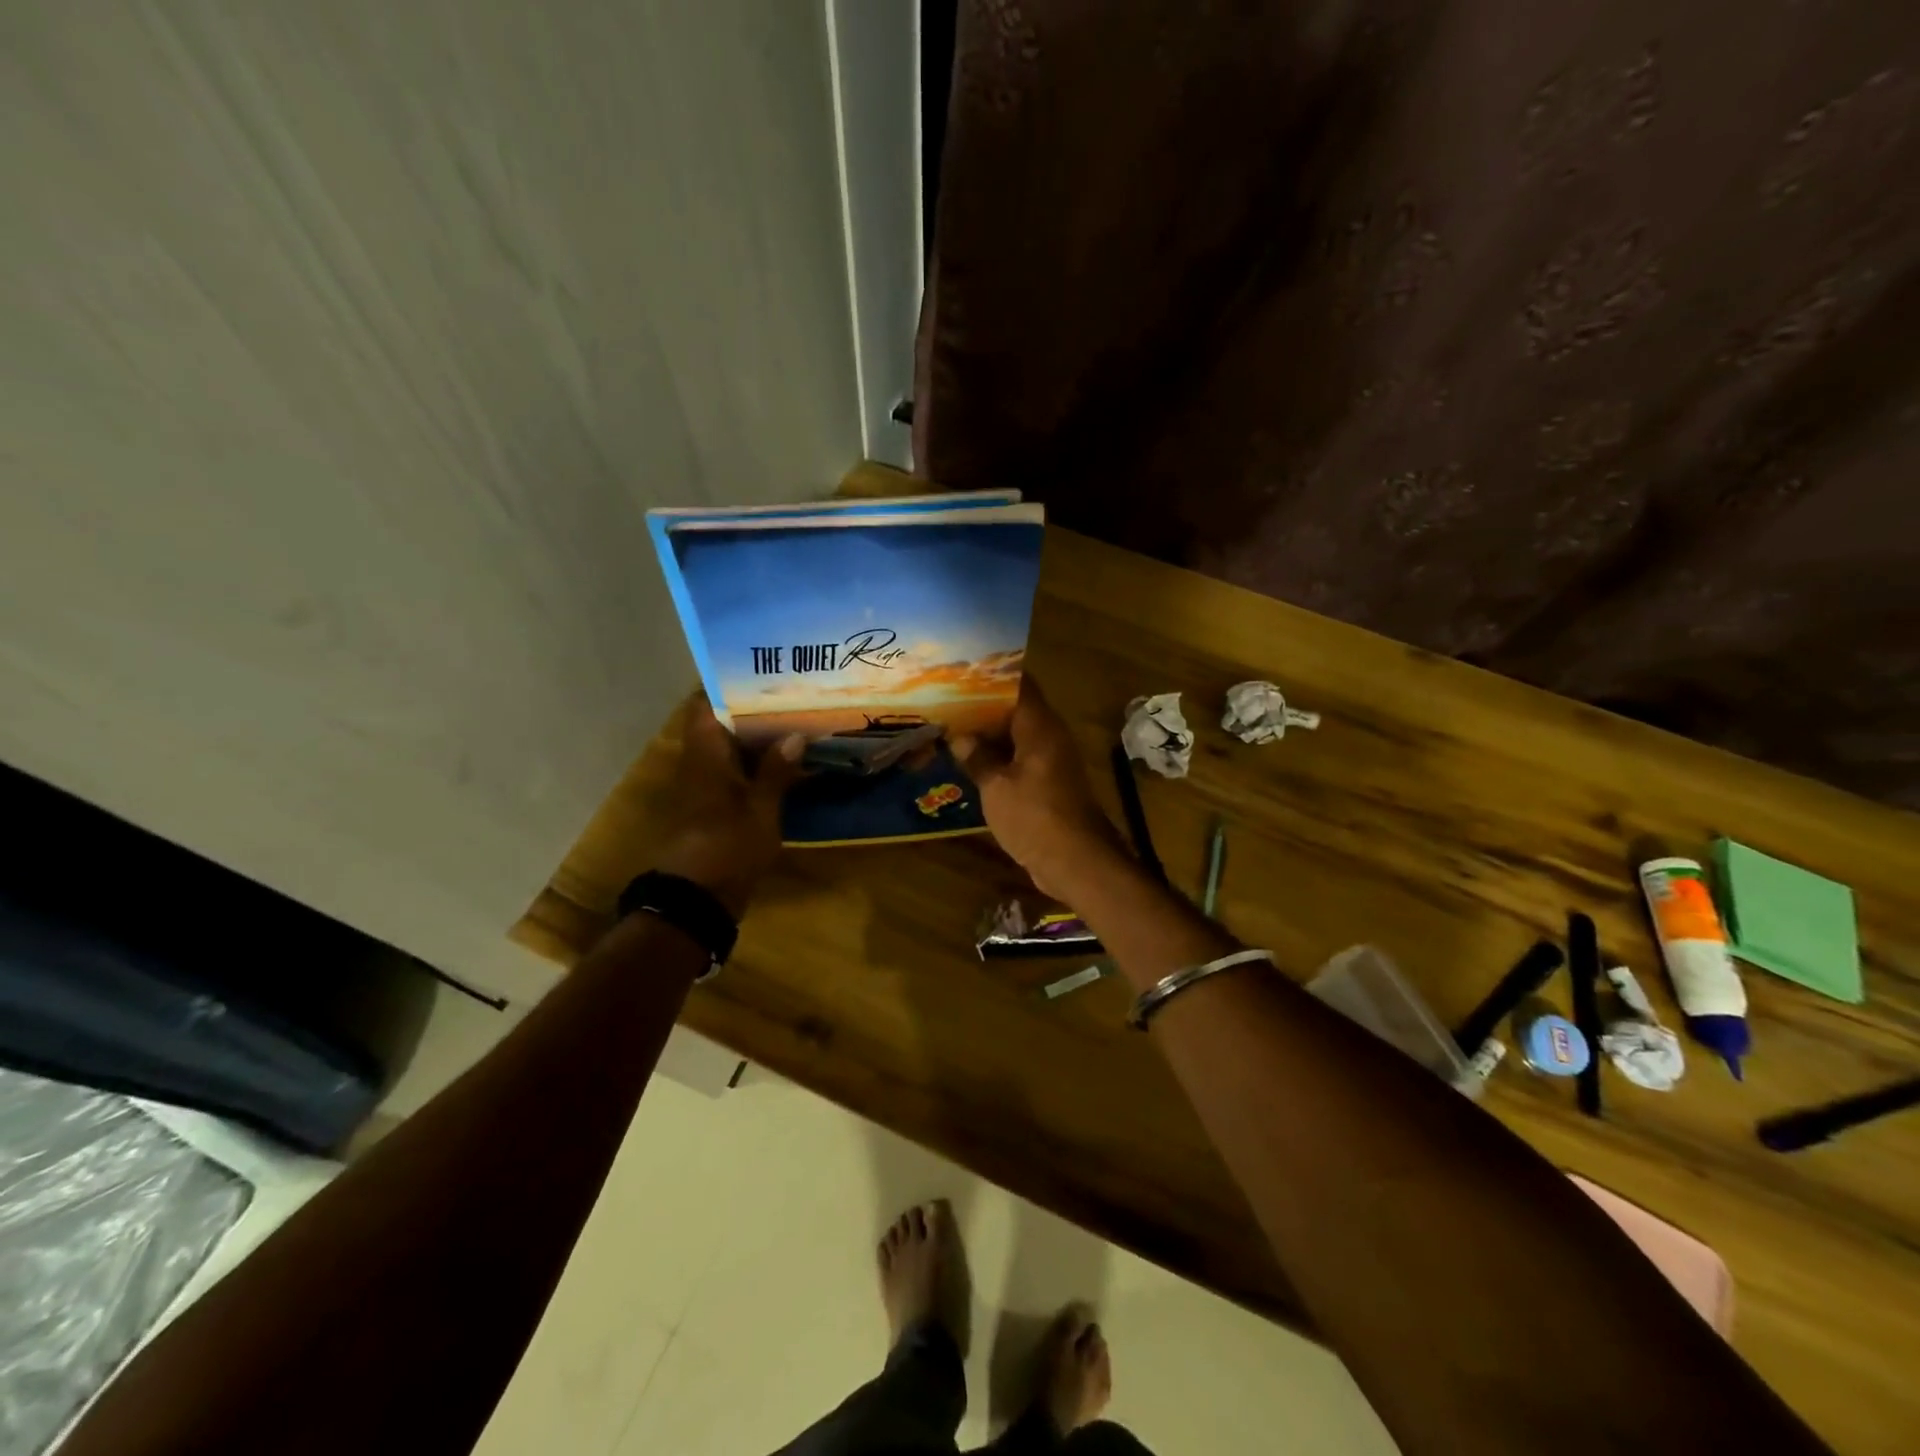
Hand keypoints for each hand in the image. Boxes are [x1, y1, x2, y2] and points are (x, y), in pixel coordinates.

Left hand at [651, 696, 804, 917]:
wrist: (697, 899)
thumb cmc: (727, 847)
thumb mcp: (761, 809)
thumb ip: (776, 771)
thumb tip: (794, 735)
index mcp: (705, 756)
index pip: (705, 707)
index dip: (728, 687)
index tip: (761, 674)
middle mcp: (699, 764)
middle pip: (720, 726)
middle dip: (753, 712)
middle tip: (791, 698)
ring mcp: (704, 787)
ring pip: (729, 750)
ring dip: (756, 740)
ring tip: (795, 724)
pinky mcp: (713, 807)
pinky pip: (734, 773)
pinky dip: (756, 765)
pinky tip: (786, 764)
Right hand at [953, 679, 1132, 900]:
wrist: (1076, 861)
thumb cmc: (1035, 817)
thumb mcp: (996, 787)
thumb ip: (978, 758)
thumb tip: (961, 738)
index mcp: (1040, 726)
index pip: (1020, 683)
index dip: (993, 674)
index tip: (963, 669)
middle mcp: (1049, 736)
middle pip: (1016, 709)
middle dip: (984, 705)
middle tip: (947, 700)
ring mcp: (1051, 761)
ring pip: (1017, 736)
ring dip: (989, 734)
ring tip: (952, 727)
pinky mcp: (1049, 784)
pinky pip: (1020, 759)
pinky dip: (998, 757)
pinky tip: (971, 762)